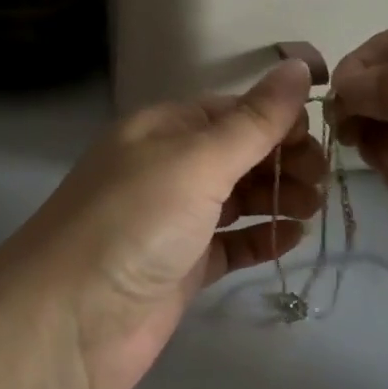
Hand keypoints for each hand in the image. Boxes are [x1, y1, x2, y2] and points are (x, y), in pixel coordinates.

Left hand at [0, 60, 324, 388]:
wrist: (67, 323)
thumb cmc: (134, 223)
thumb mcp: (197, 161)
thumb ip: (254, 120)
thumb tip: (300, 65)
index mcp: (162, 129)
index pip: (231, 111)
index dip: (276, 120)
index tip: (320, 139)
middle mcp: (166, 168)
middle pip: (237, 153)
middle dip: (281, 160)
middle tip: (321, 182)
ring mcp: (172, 221)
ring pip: (236, 197)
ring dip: (276, 196)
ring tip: (312, 207)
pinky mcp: (180, 268)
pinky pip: (229, 243)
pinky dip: (260, 237)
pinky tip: (292, 238)